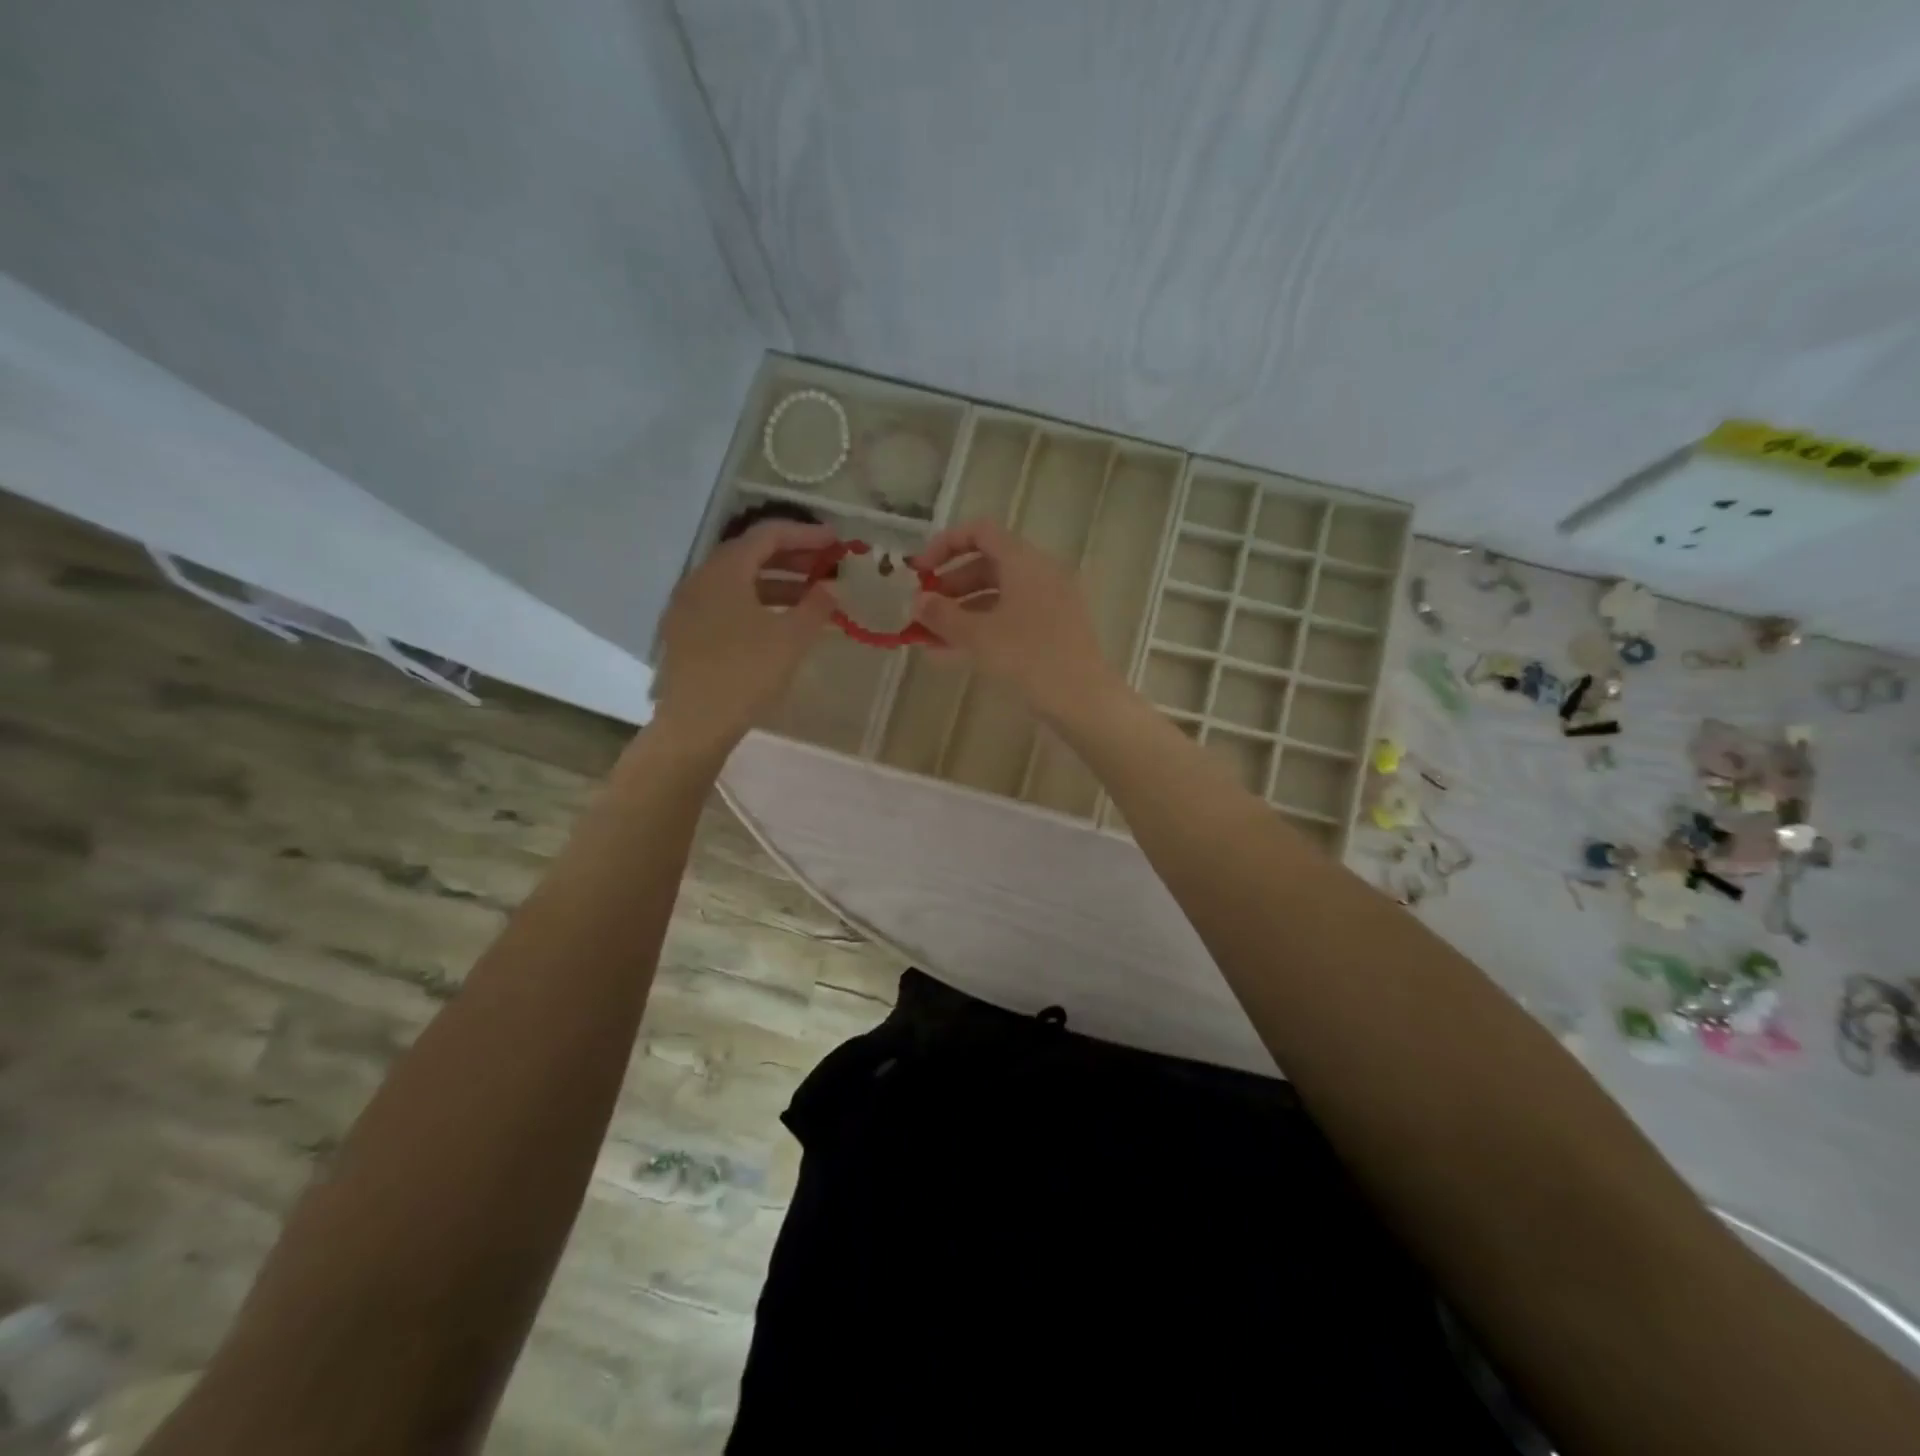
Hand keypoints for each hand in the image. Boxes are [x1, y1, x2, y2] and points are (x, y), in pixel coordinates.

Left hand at [653, 519, 837, 749]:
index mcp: (725, 570)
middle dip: (792, 557)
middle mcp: (701, 579)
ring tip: (812, 597)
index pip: (768, 535)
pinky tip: (780, 623)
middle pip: (750, 554)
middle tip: (826, 566)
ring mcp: (690, 607)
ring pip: (739, 582)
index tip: (836, 541)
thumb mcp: (791, 639)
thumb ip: (815, 607)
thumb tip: (830, 588)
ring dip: (777, 583)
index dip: (805, 534)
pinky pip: (728, 604)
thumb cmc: (745, 673)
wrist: (694, 724)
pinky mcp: (687, 633)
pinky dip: (758, 603)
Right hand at [910, 519, 1124, 722]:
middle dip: (951, 586)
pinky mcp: (1056, 628)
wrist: (1083, 699)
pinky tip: (957, 653)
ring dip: (963, 611)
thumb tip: (917, 601)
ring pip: (999, 595)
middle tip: (924, 611)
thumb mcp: (977, 636)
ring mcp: (1052, 601)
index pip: (980, 532)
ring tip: (932, 638)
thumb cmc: (1028, 658)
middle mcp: (1041, 572)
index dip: (945, 545)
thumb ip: (942, 615)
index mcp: (1024, 561)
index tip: (920, 573)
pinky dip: (985, 627)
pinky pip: (1013, 617)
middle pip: (988, 564)